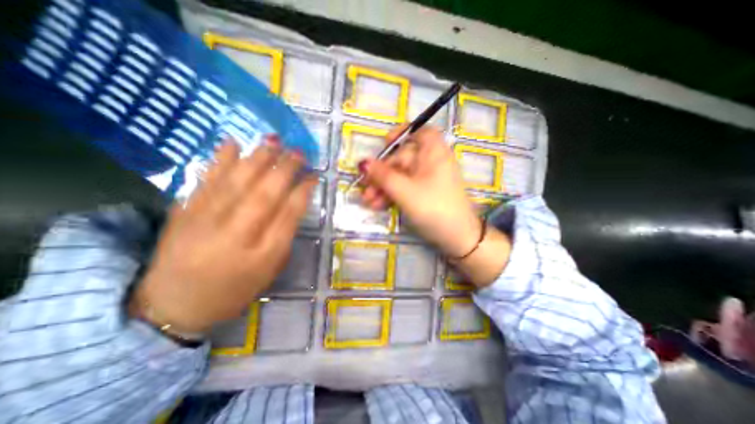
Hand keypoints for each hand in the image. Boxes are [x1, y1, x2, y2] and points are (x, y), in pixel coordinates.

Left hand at [130, 137, 316, 335]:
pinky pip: (206, 181)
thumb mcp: (270, 271)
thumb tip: (292, 203)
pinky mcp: (183, 213)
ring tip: (275, 140)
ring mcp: (206, 222)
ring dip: (259, 158)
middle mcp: (237, 235)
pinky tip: (232, 142)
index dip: (303, 191)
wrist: (173, 306)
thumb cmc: (234, 290)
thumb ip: (283, 237)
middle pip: (266, 194)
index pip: (289, 214)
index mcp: (263, 255)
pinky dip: (220, 160)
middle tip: (299, 152)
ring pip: (238, 182)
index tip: (313, 175)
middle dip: (285, 169)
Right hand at [358, 126, 480, 256]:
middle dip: (381, 173)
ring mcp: (427, 179)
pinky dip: (391, 194)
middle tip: (364, 187)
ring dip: (383, 187)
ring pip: (400, 176)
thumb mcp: (404, 191)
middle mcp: (431, 162)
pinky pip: (404, 188)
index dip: (402, 134)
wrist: (457, 238)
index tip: (384, 143)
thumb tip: (363, 163)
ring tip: (367, 201)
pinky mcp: (423, 194)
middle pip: (402, 159)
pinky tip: (377, 205)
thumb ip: (383, 176)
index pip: (420, 132)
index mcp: (433, 152)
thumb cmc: (433, 208)